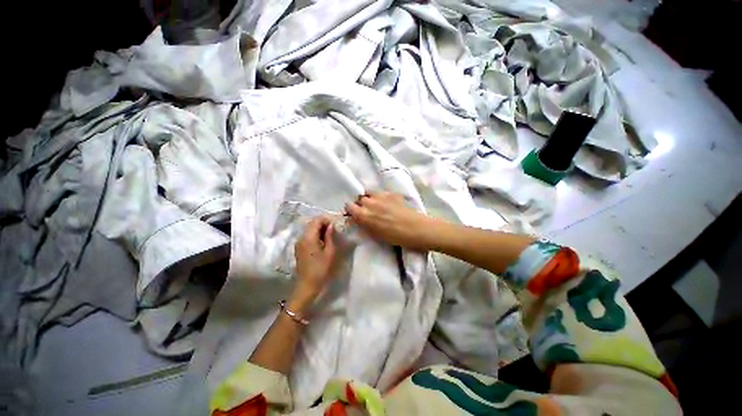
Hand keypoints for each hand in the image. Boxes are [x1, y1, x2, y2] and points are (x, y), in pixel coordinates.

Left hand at [293, 217, 336, 304]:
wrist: (306, 285)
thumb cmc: (320, 269)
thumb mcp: (329, 252)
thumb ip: (329, 236)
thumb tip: (331, 225)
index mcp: (308, 237)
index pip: (316, 220)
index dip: (326, 219)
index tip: (335, 225)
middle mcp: (301, 237)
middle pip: (311, 223)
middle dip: (323, 223)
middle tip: (333, 230)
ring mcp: (298, 242)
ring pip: (309, 229)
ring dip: (319, 229)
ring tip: (329, 235)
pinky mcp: (298, 248)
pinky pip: (307, 236)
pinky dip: (315, 234)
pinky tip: (322, 241)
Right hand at [345, 192, 436, 249]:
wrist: (415, 229)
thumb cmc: (395, 237)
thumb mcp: (375, 234)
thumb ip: (365, 225)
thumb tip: (358, 220)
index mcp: (363, 215)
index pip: (349, 206)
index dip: (351, 210)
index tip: (355, 214)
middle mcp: (369, 202)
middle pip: (359, 198)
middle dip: (360, 203)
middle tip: (367, 210)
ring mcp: (381, 196)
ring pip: (369, 192)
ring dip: (369, 197)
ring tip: (375, 203)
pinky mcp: (391, 193)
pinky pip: (381, 192)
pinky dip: (380, 196)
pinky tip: (387, 202)